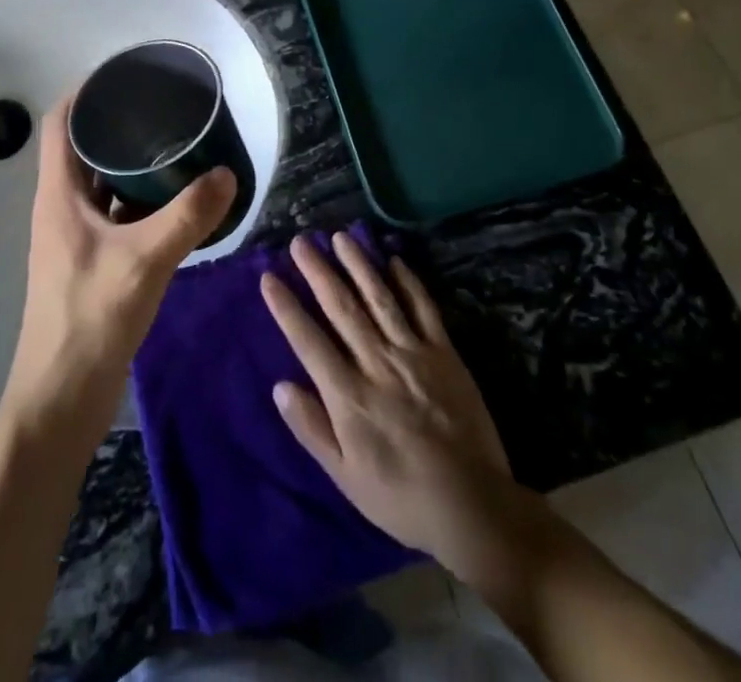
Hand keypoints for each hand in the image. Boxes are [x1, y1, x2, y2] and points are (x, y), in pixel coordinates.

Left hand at [0, 94, 235, 442]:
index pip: (59, 123)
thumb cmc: (90, 318)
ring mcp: (74, 236)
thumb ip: (188, 216)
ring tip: (174, 145)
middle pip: (82, 148)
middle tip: (163, 108)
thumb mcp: (144, 260)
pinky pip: (113, 213)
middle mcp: (61, 207)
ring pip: (99, 183)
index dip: (85, 92)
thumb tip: (226, 175)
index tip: (125, 74)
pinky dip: (137, 199)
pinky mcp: (90, 261)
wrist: (60, 399)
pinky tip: (172, 201)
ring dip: (129, 163)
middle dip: (117, 123)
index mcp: (58, 194)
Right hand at [261, 233, 524, 571]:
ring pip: (380, 298)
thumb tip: (280, 385)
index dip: (286, 307)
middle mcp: (377, 363)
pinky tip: (394, 259)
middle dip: (318, 272)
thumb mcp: (345, 476)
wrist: (472, 505)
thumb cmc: (400, 496)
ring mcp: (413, 353)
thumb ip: (312, 428)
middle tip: (301, 242)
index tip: (268, 277)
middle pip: (341, 308)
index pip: (309, 340)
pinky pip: (424, 309)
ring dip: (358, 265)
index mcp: (349, 396)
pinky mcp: (444, 353)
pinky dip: (409, 282)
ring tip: (341, 237)